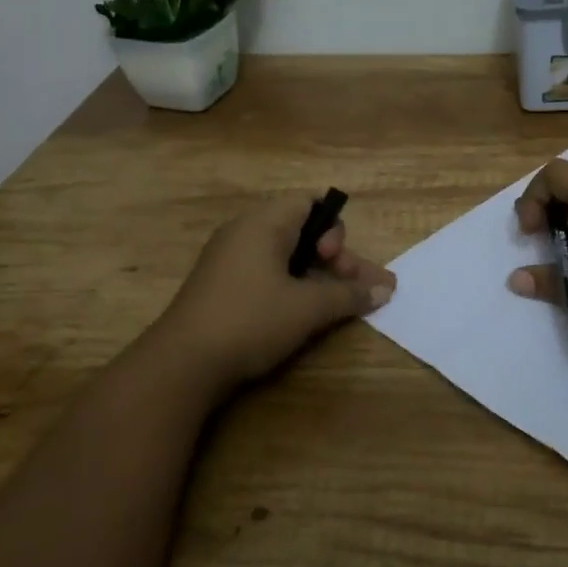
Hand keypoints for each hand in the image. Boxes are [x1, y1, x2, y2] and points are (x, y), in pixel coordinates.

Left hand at [155, 197, 394, 388]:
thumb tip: (385, 289)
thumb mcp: (308, 309)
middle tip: (354, 289)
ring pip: (286, 255)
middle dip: (335, 258)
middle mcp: (244, 232)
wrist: (182, 364)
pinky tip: (306, 313)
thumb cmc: (250, 321)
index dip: (334, 227)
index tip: (335, 261)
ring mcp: (229, 259)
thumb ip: (349, 295)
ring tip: (342, 304)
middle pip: (302, 230)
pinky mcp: (221, 286)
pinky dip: (292, 286)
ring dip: (318, 276)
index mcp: (263, 223)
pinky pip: (267, 272)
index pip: (309, 201)